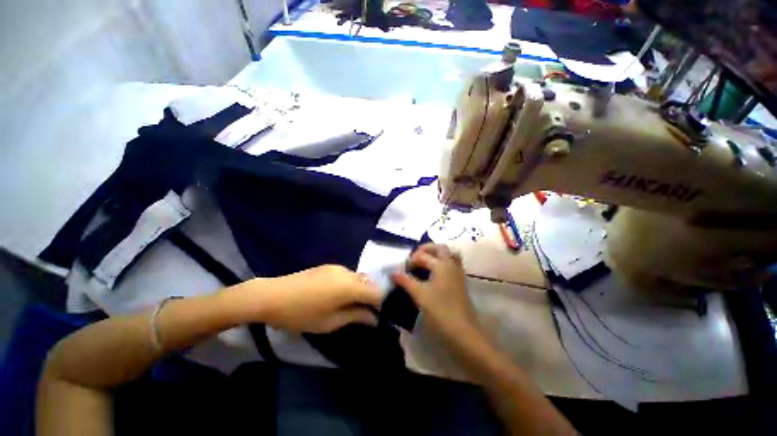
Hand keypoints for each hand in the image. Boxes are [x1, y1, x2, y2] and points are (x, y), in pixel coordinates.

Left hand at [231, 265, 382, 333]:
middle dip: (369, 297)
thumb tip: (375, 319)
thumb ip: (356, 317)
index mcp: (350, 286)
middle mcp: (348, 272)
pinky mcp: (328, 266)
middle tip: (359, 313)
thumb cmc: (301, 314)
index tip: (373, 315)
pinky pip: (347, 275)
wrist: (271, 295)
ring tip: (345, 305)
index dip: (380, 304)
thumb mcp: (330, 322)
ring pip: (358, 278)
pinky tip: (334, 296)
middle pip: (369, 283)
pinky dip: (348, 285)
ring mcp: (337, 267)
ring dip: (358, 290)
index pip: (378, 291)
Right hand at [392, 244, 479, 340]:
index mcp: (442, 265)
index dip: (411, 260)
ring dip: (435, 255)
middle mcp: (451, 265)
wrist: (463, 331)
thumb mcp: (419, 295)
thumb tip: (393, 272)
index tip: (402, 269)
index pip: (423, 255)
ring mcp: (458, 273)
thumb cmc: (440, 311)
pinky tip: (433, 273)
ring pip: (448, 255)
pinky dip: (441, 263)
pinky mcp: (460, 282)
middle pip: (440, 248)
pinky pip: (451, 264)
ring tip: (424, 262)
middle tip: (415, 257)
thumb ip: (406, 281)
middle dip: (426, 249)